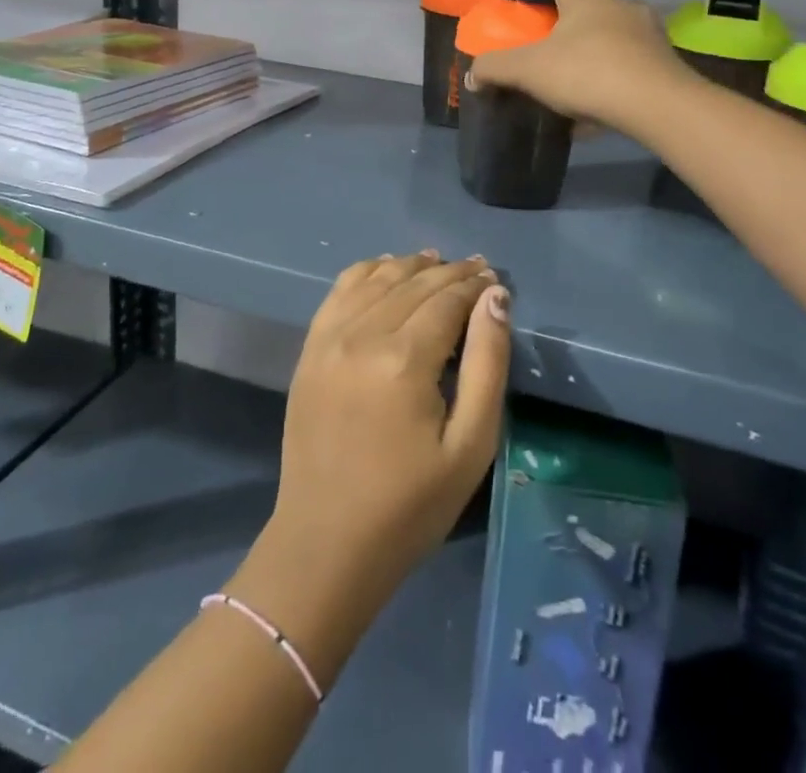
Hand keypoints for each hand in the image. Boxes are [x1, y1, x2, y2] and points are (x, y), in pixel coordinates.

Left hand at [228, 254, 509, 685]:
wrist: (326, 544)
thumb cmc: (409, 505)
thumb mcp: (470, 444)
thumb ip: (486, 363)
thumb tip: (495, 299)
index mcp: (404, 359)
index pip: (446, 299)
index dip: (474, 285)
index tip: (495, 279)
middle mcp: (363, 334)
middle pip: (413, 283)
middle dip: (450, 272)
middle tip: (477, 268)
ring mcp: (329, 339)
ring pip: (376, 279)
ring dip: (410, 265)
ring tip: (438, 262)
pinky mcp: (309, 350)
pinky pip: (340, 291)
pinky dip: (366, 271)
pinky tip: (385, 268)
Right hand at [467, 0, 690, 132]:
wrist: (658, 104)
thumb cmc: (588, 72)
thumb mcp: (530, 70)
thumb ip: (496, 68)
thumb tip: (472, 73)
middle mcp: (620, 7)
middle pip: (590, 1)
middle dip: (568, 12)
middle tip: (548, 29)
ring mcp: (648, 34)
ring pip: (614, 31)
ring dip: (593, 44)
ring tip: (574, 68)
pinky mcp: (664, 62)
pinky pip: (629, 63)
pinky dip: (611, 74)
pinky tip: (598, 103)